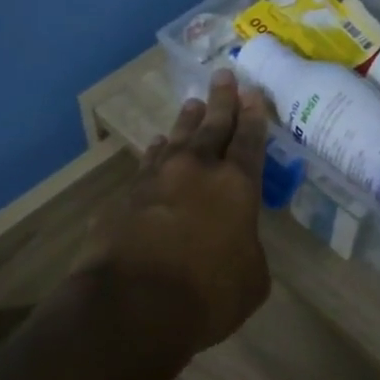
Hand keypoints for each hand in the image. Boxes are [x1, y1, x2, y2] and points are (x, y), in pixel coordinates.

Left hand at [78, 69, 272, 353]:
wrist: (132, 304)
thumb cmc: (207, 295)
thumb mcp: (252, 279)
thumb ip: (248, 250)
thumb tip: (236, 243)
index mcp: (237, 187)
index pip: (249, 142)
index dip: (254, 117)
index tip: (253, 92)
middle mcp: (196, 171)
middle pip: (212, 127)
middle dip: (221, 101)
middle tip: (223, 75)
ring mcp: (156, 180)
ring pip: (176, 139)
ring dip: (186, 120)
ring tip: (192, 104)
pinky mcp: (124, 197)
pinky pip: (147, 164)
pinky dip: (156, 153)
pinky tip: (156, 146)